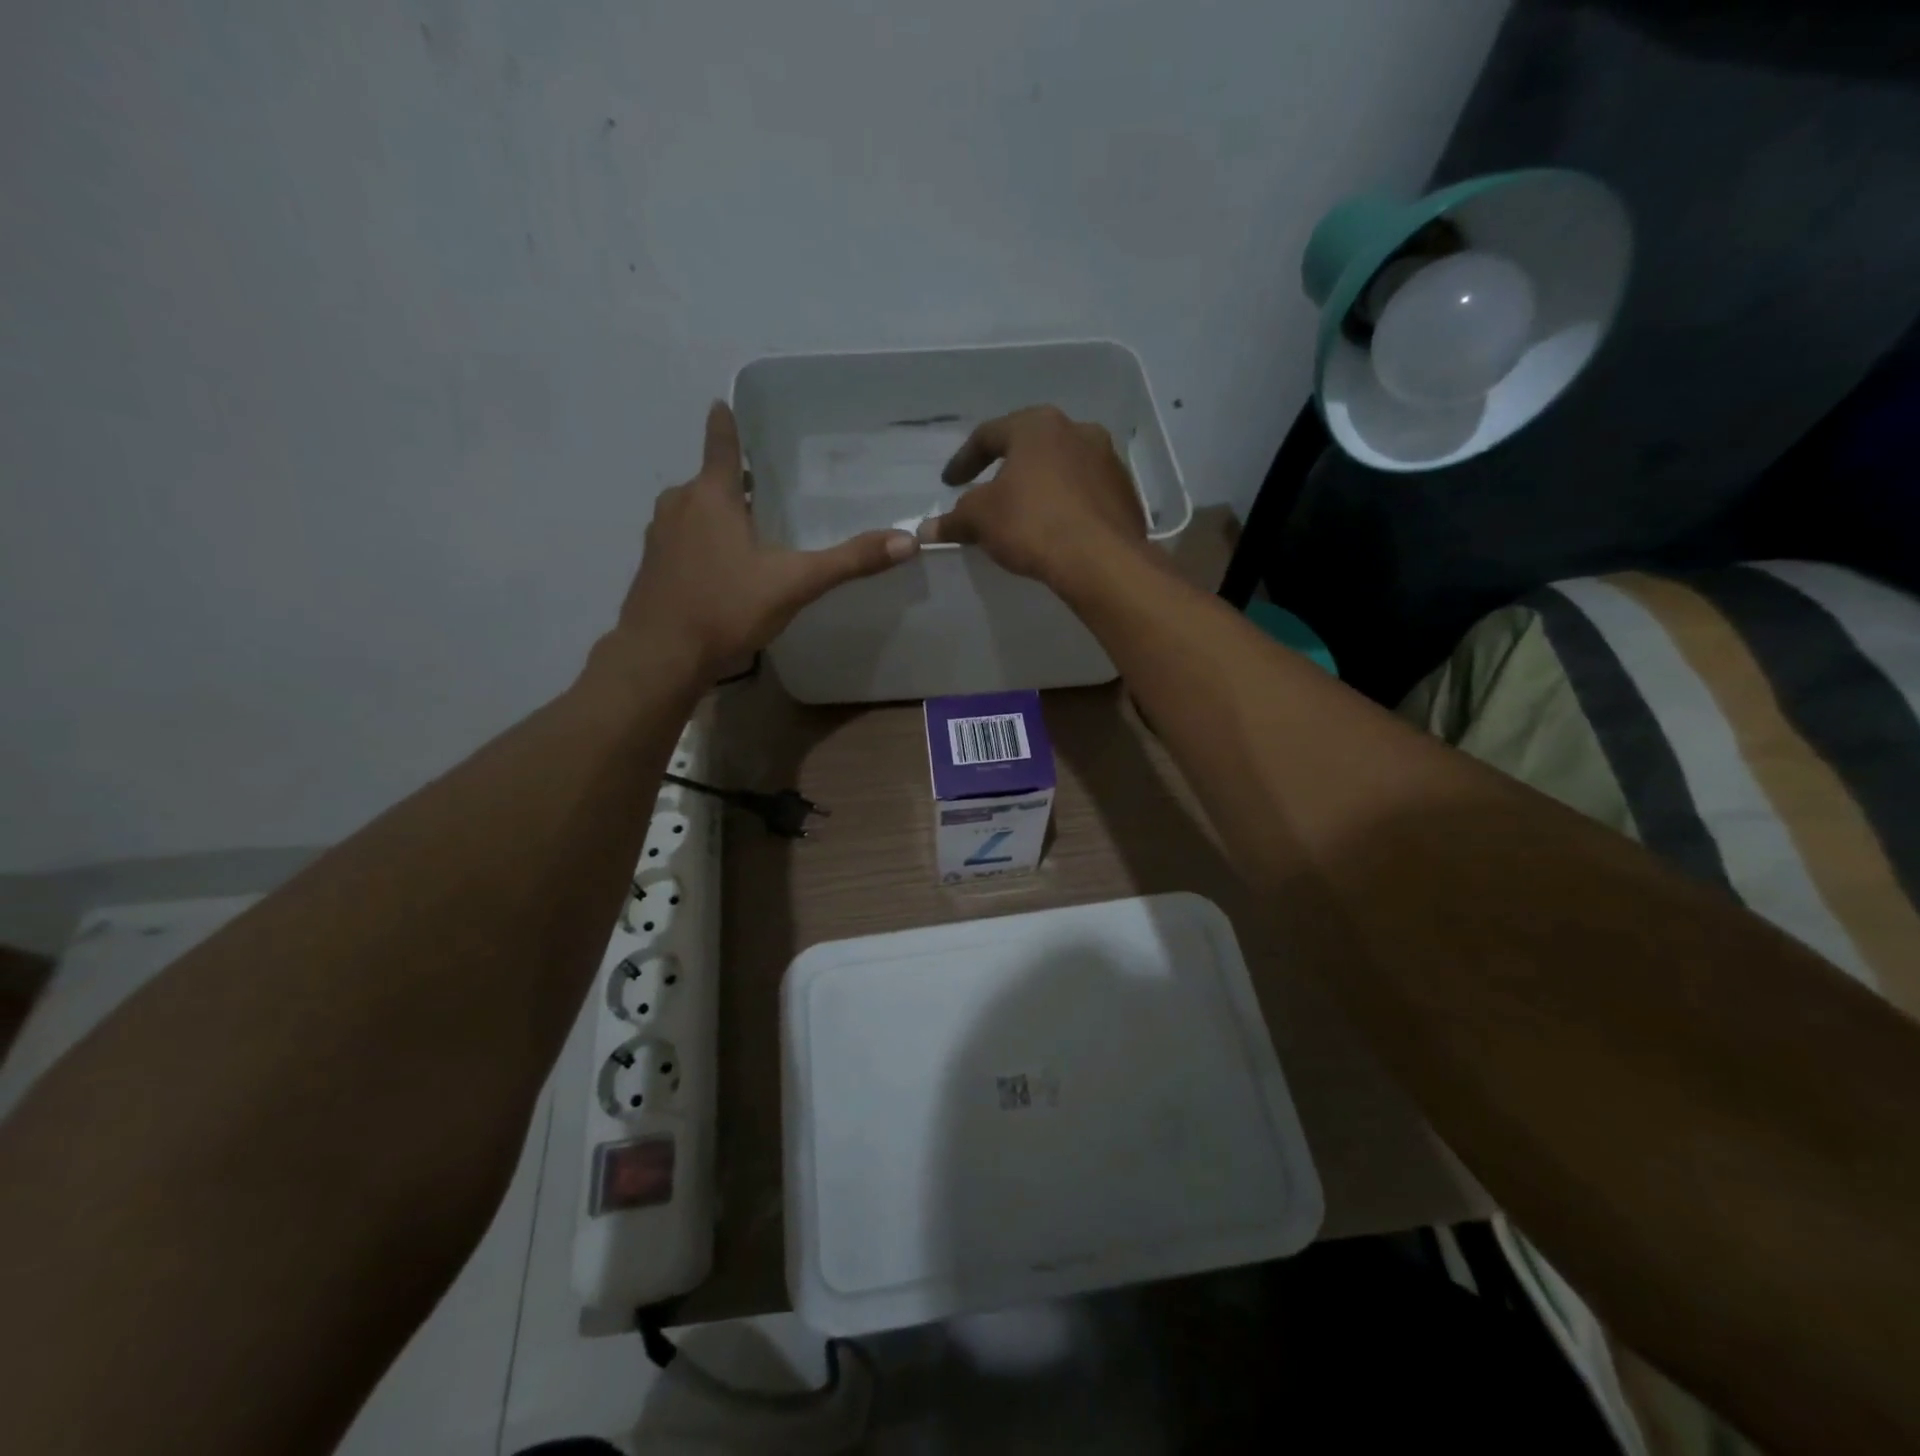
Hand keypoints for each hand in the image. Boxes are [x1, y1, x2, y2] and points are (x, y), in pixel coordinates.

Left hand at [615, 403, 917, 674]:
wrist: (662, 655)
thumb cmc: (727, 607)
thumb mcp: (795, 584)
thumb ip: (849, 561)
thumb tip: (908, 542)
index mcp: (711, 496)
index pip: (720, 444)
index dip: (725, 424)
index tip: (722, 404)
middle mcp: (679, 505)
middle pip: (708, 481)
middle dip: (732, 482)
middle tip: (763, 488)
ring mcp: (659, 536)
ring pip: (692, 511)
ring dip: (715, 514)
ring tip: (747, 531)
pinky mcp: (651, 566)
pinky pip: (680, 540)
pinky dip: (700, 542)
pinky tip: (720, 570)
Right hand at [919, 406, 1146, 585]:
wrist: (1101, 560)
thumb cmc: (1032, 524)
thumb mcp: (980, 520)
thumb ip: (954, 519)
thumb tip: (928, 529)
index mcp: (1038, 426)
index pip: (989, 435)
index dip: (964, 460)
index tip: (950, 483)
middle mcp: (1078, 431)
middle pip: (1031, 447)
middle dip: (1009, 469)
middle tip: (990, 492)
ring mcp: (1108, 461)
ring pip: (1063, 468)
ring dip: (1042, 486)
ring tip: (1025, 513)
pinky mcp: (1126, 493)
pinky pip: (1086, 494)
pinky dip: (1067, 506)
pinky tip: (1057, 529)